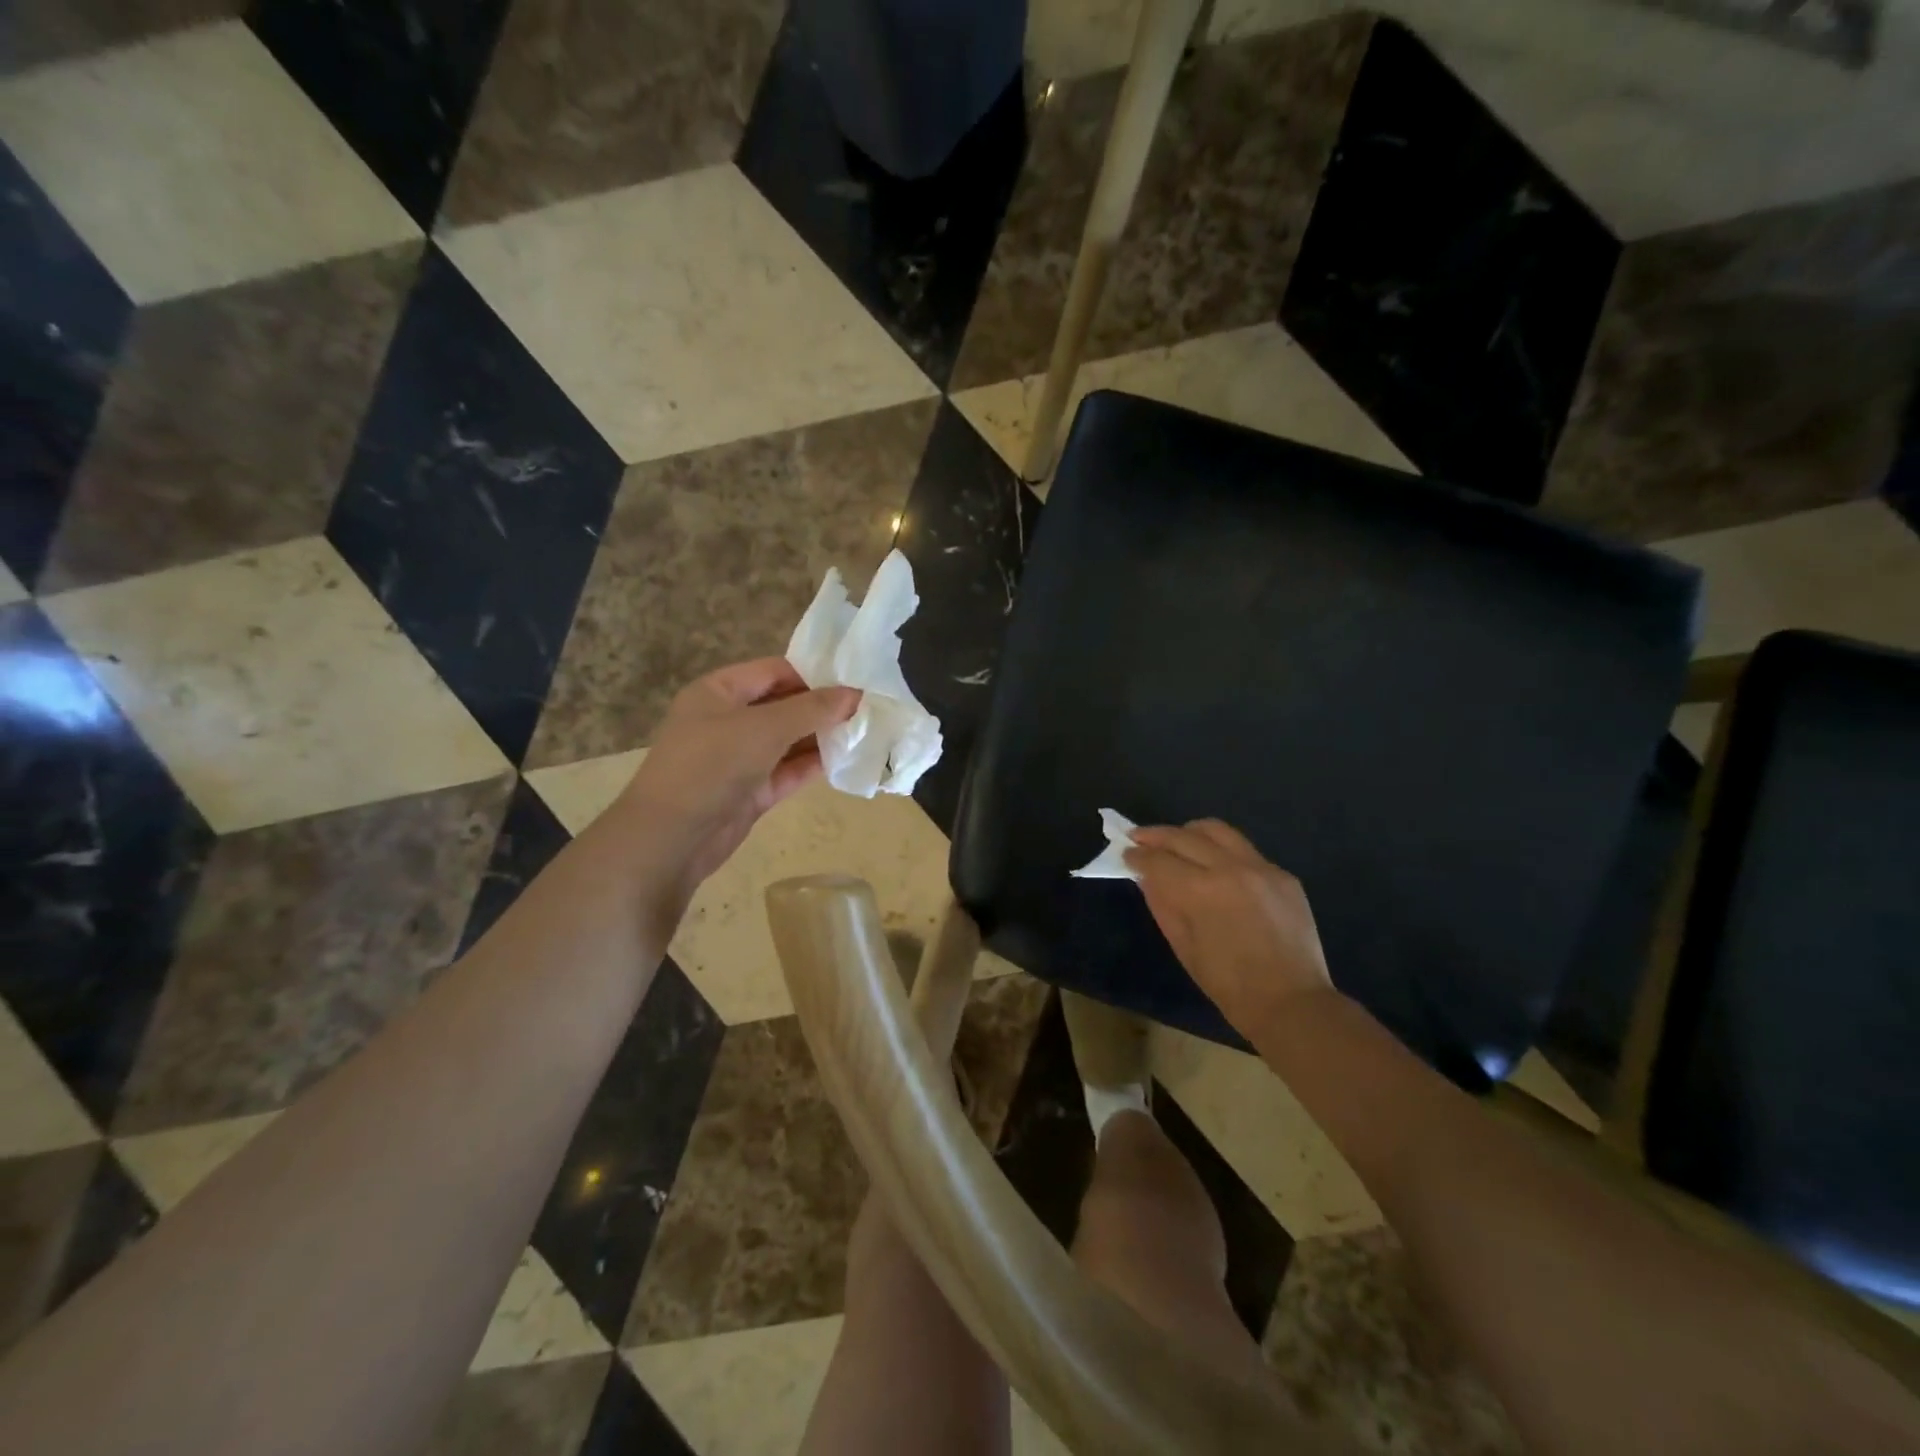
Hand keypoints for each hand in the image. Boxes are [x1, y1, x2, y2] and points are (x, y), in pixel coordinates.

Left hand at [620, 657, 859, 890]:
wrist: (671, 838)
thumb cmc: (712, 765)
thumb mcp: (764, 728)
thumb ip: (812, 709)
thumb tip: (854, 694)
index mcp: (719, 691)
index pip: (774, 671)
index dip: (814, 674)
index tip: (855, 683)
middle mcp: (727, 719)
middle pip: (783, 705)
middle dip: (822, 707)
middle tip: (868, 709)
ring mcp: (738, 757)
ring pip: (787, 740)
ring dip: (821, 737)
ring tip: (866, 733)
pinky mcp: (750, 790)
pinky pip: (787, 770)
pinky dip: (812, 765)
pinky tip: (846, 760)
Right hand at [1125, 819, 1335, 1040]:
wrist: (1291, 1003)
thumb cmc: (1228, 984)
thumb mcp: (1183, 945)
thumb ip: (1162, 903)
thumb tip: (1146, 876)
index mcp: (1202, 890)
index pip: (1159, 860)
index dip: (1137, 856)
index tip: (1126, 854)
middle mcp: (1231, 868)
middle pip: (1184, 836)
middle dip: (1156, 836)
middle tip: (1139, 838)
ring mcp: (1262, 867)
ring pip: (1218, 830)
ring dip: (1190, 832)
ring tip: (1177, 842)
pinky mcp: (1283, 875)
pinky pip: (1245, 851)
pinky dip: (1223, 852)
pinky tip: (1216, 868)